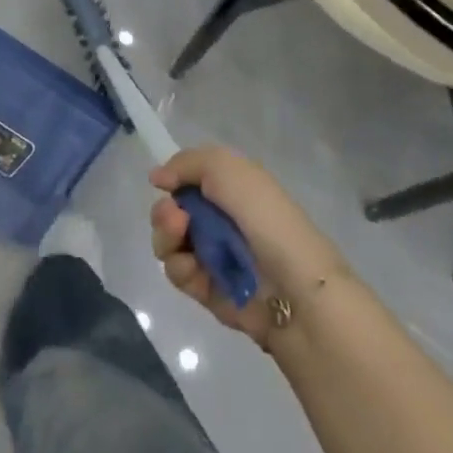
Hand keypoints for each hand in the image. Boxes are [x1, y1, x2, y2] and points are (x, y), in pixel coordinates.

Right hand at [151, 147, 348, 346]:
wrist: (295, 287)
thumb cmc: (264, 217)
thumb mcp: (227, 169)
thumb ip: (187, 163)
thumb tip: (157, 177)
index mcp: (230, 189)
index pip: (187, 180)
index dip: (173, 181)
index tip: (165, 184)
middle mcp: (219, 219)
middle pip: (170, 212)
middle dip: (164, 213)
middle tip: (176, 219)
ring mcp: (212, 256)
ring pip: (168, 242)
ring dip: (166, 238)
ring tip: (180, 240)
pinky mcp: (207, 289)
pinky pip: (178, 274)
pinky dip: (180, 268)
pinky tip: (193, 269)